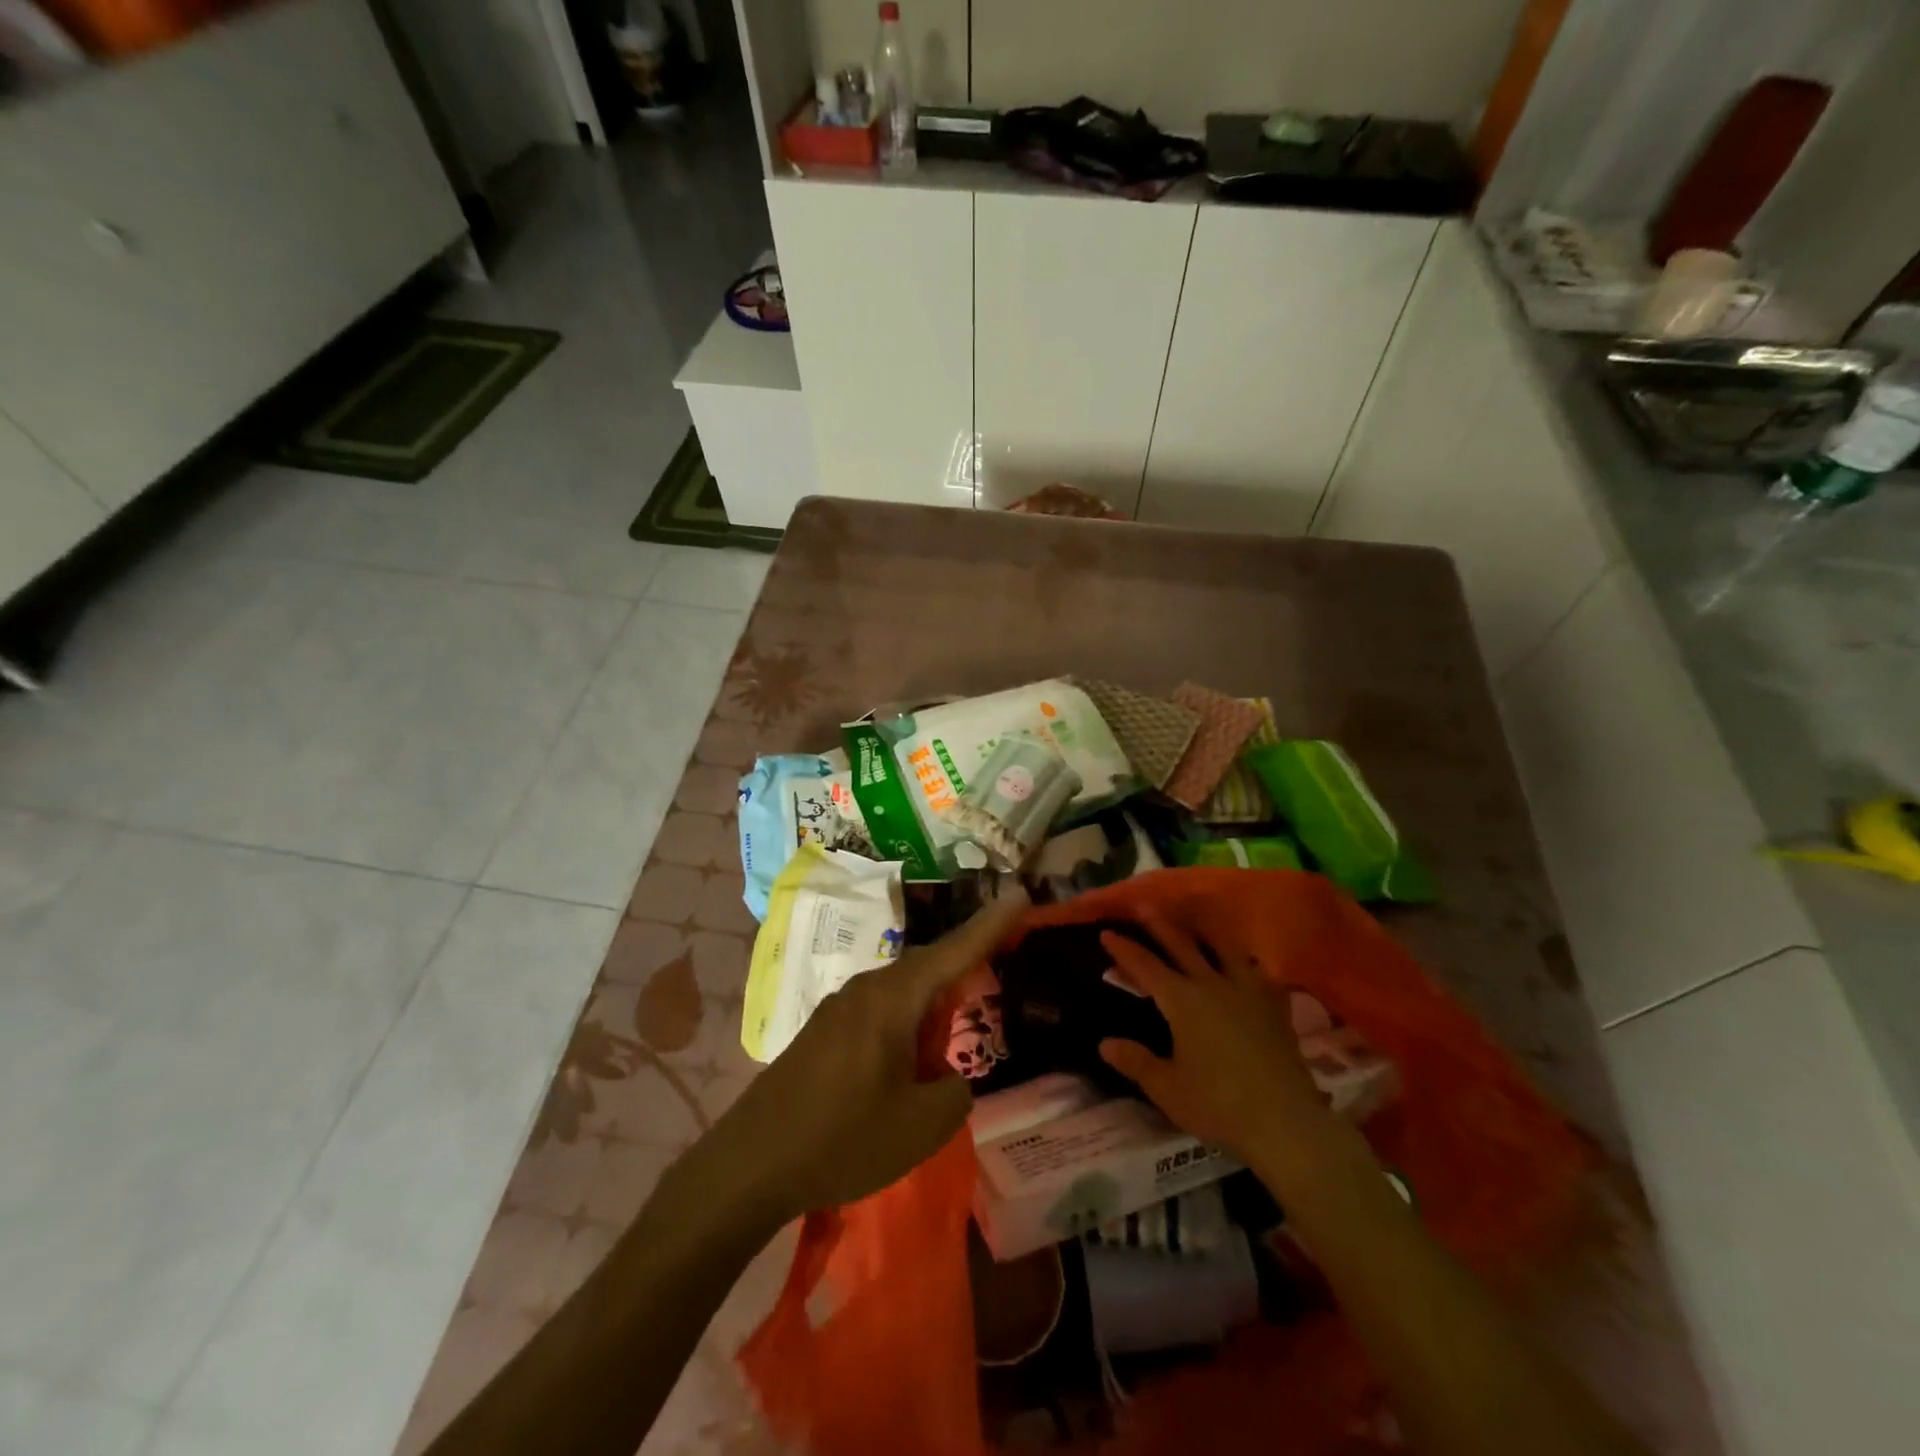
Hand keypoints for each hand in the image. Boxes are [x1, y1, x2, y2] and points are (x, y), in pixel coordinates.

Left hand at [713, 889, 1029, 1224]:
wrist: (750, 1163)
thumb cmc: (842, 1138)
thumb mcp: (921, 1126)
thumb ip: (955, 1091)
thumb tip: (948, 1077)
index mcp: (893, 998)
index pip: (955, 951)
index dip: (992, 925)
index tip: (1021, 894)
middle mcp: (867, 989)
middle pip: (930, 965)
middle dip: (967, 960)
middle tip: (1002, 954)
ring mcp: (841, 1008)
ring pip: (904, 990)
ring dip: (935, 1001)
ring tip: (960, 1020)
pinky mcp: (825, 1032)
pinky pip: (882, 1011)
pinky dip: (909, 1021)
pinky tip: (913, 1055)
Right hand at [1098, 911, 1361, 1181]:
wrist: (1285, 1121)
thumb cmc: (1218, 1105)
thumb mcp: (1167, 1088)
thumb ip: (1136, 1062)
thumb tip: (1105, 1043)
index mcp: (1182, 1001)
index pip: (1145, 966)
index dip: (1124, 949)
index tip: (1107, 932)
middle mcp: (1212, 985)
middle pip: (1182, 946)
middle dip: (1159, 925)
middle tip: (1144, 906)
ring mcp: (1247, 992)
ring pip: (1224, 949)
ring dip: (1205, 932)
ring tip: (1197, 919)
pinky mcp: (1274, 1007)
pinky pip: (1258, 973)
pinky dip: (1247, 962)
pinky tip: (1247, 963)